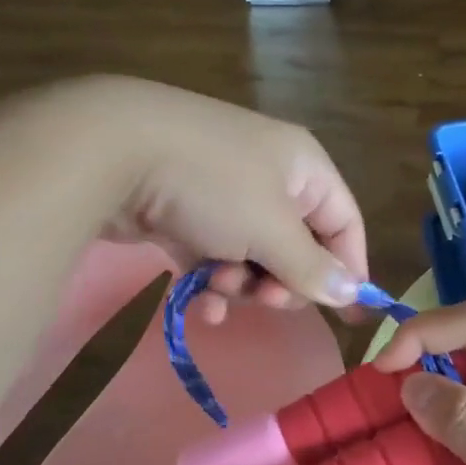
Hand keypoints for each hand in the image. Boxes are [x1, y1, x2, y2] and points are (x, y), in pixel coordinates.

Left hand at [62, 77, 368, 324]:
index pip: (344, 222)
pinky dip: (212, 279)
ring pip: (254, 254)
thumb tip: (352, 291)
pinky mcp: (186, 209)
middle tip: (264, 299)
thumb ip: (312, 267)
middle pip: (298, 244)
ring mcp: (225, 191)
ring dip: (242, 282)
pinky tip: (201, 304)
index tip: (348, 315)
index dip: (349, 268)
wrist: (113, 150)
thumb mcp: (271, 230)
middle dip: (283, 280)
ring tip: (218, 286)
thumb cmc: (212, 185)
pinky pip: (215, 253)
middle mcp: (270, 175)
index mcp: (303, 167)